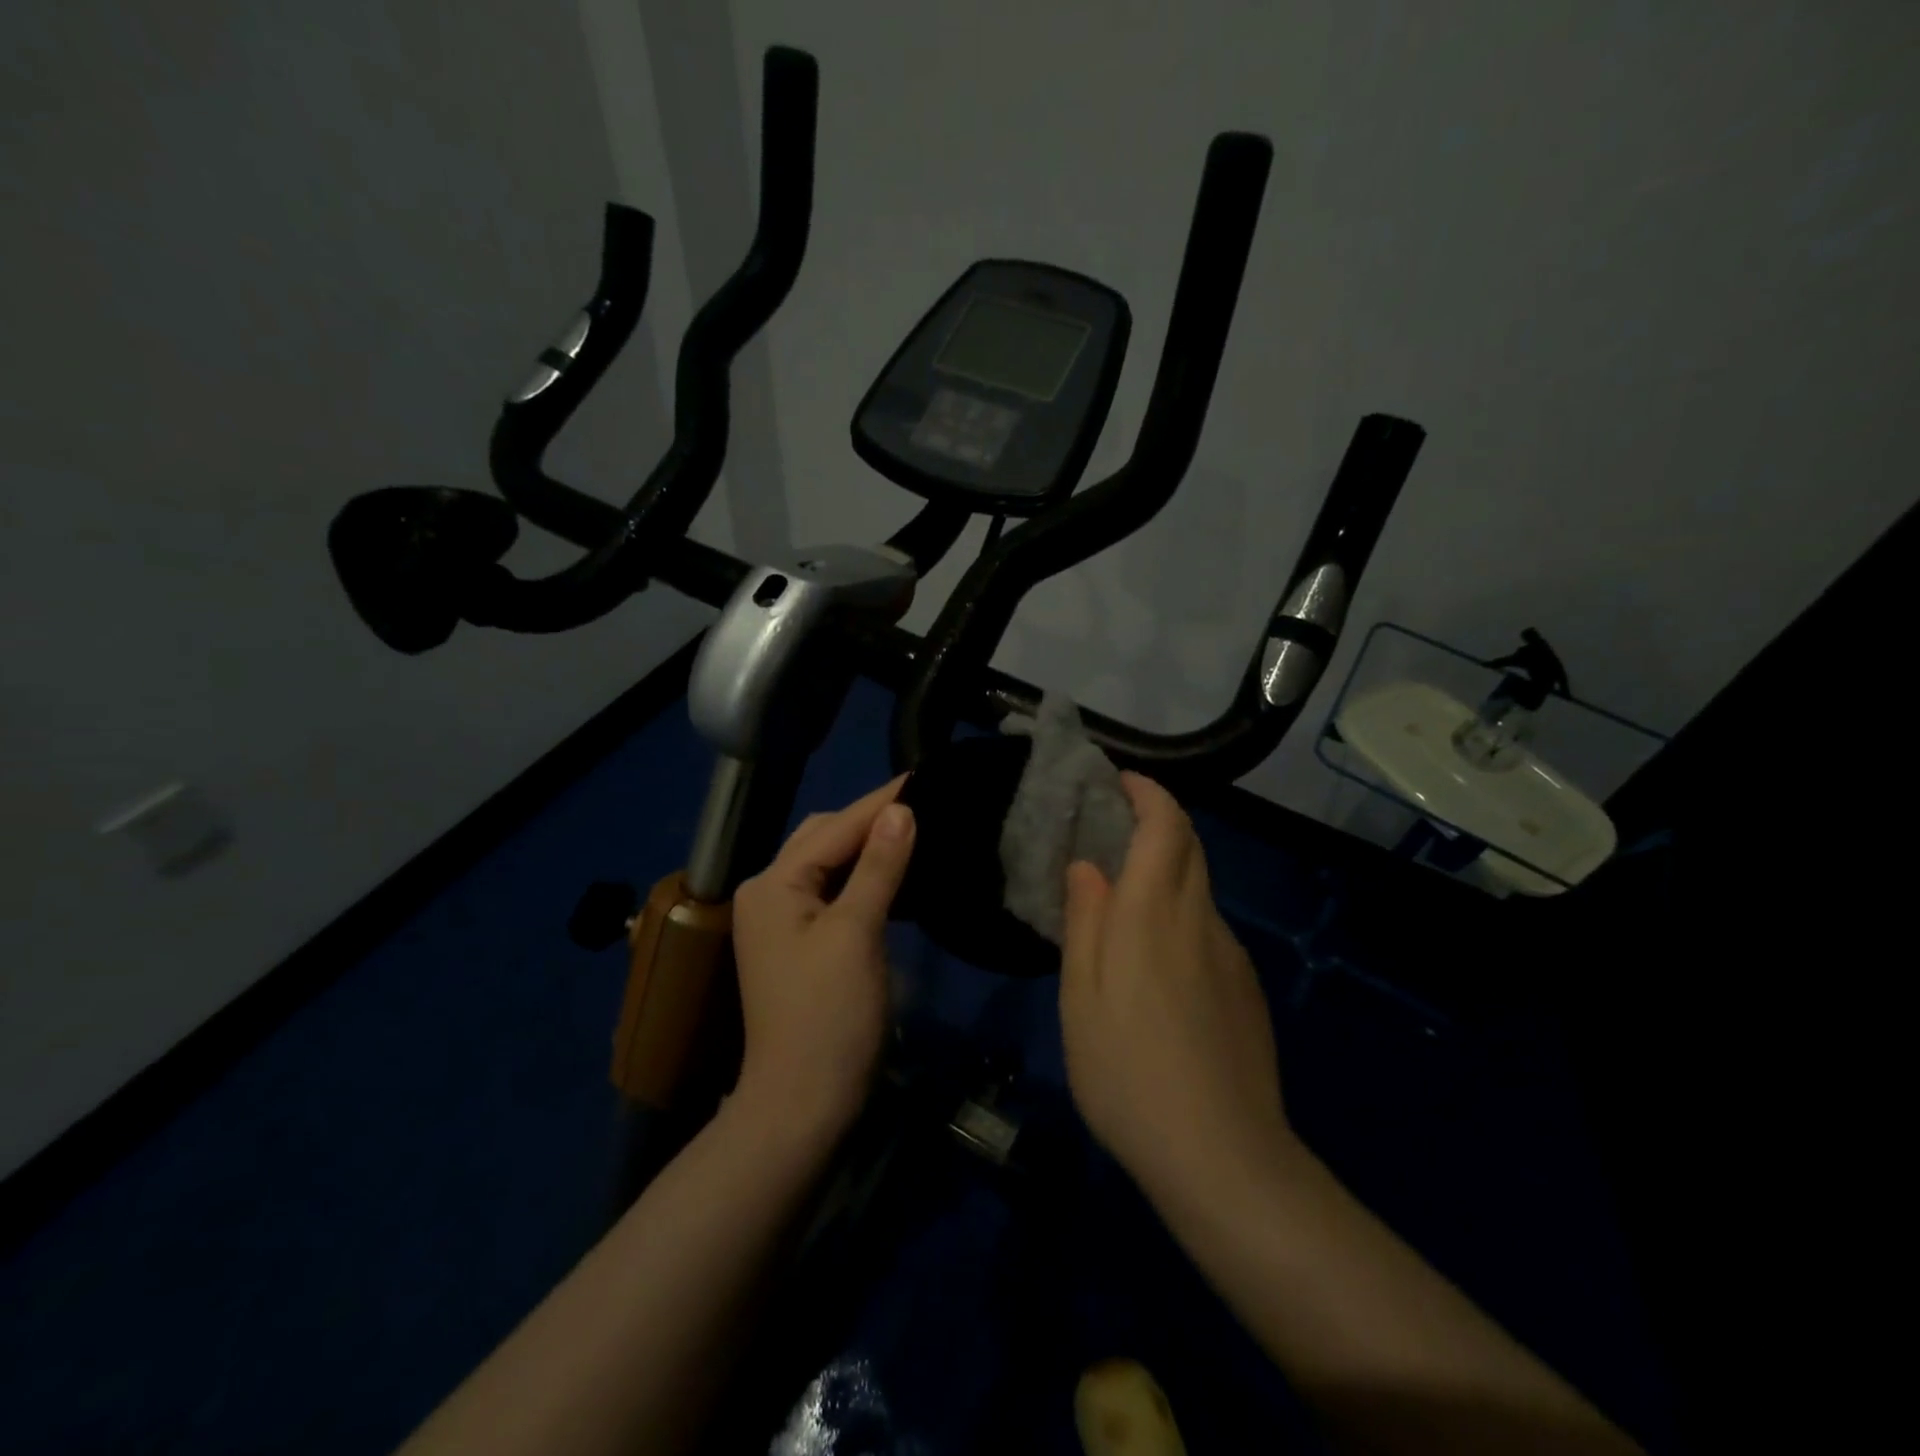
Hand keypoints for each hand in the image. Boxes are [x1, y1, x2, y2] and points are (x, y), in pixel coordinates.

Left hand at [729, 776, 915, 1142]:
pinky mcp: (800, 943)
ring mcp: (782, 920)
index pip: (835, 827)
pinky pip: (834, 892)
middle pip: (824, 838)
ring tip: (916, 829)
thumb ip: (878, 866)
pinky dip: (864, 877)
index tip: (924, 776)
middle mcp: (769, 892)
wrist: (803, 1103)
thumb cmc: (830, 1016)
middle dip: (870, 819)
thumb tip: (902, 810)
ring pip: (829, 864)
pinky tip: (896, 874)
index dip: (880, 802)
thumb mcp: (857, 933)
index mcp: (774, 884)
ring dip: (868, 847)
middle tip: (923, 804)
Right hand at [1059, 772, 1293, 1206]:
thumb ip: (1084, 922)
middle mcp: (1199, 919)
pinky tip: (1158, 961)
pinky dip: (1181, 912)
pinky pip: (1209, 928)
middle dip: (1159, 820)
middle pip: (1190, 846)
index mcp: (1152, 913)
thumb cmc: (1127, 1071)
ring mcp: (1230, 953)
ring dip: (1167, 868)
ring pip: (1200, 887)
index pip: (1165, 826)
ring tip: (1126, 897)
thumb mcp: (1080, 998)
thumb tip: (1088, 866)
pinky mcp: (1246, 987)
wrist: (1222, 1155)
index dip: (1148, 793)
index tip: (1122, 781)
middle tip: (1115, 827)